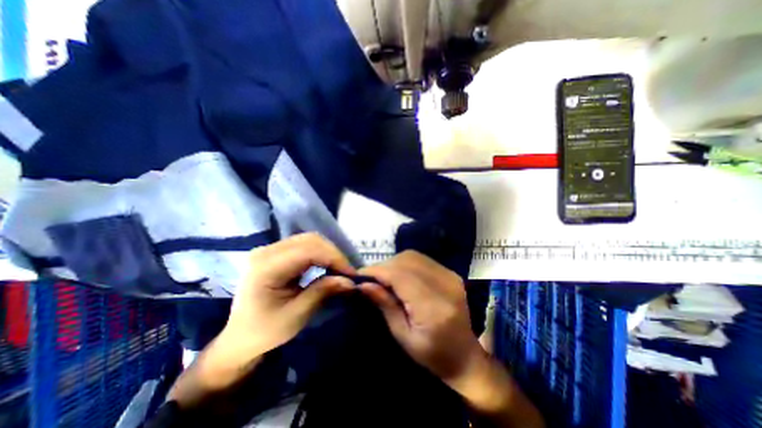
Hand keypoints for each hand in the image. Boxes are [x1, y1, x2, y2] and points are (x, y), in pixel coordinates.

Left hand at [223, 233, 359, 355]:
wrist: (239, 338)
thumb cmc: (264, 332)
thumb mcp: (296, 317)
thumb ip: (322, 293)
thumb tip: (349, 281)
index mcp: (265, 267)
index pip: (308, 250)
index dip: (334, 258)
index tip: (351, 274)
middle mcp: (267, 251)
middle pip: (310, 240)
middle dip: (334, 254)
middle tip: (347, 273)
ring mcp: (271, 249)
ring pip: (310, 239)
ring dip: (329, 253)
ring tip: (339, 269)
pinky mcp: (277, 252)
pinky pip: (305, 245)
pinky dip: (321, 254)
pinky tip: (327, 266)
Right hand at [357, 250, 481, 384]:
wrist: (465, 356)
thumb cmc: (432, 355)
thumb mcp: (403, 336)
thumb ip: (385, 306)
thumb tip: (364, 284)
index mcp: (433, 307)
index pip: (400, 276)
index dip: (378, 271)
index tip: (360, 275)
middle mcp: (444, 285)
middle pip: (406, 261)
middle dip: (384, 266)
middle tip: (370, 278)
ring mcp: (450, 276)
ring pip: (413, 256)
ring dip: (394, 263)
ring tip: (383, 277)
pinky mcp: (451, 273)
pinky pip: (421, 259)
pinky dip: (405, 263)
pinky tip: (399, 275)